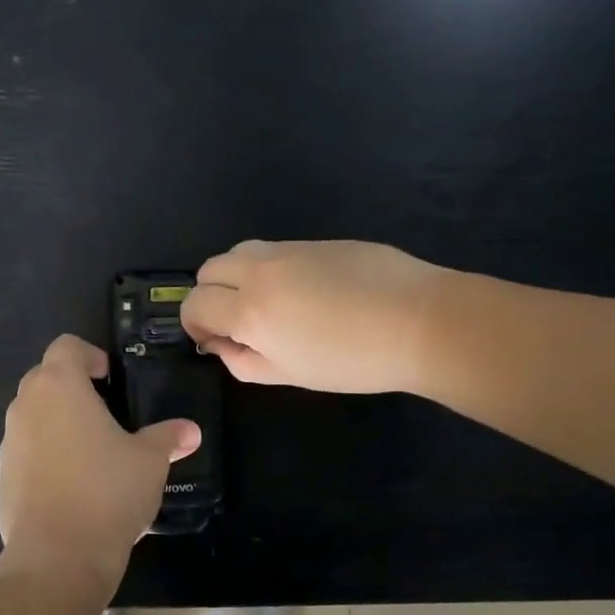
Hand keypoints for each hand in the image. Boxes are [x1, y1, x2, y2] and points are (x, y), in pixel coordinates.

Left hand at [0, 335, 200, 600]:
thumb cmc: (106, 491)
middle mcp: (26, 405)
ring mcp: (9, 442)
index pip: (66, 346)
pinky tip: (73, 485)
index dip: (90, 355)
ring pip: (33, 415)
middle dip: (73, 387)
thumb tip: (190, 431)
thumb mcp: (149, 461)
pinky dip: (46, 455)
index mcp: (59, 386)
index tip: (111, 379)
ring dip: (58, 421)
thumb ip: (167, 438)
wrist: (57, 557)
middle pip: (45, 377)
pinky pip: (26, 450)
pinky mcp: (2, 476)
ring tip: (92, 450)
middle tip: (107, 412)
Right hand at [181, 240, 443, 393]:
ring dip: (235, 276)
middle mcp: (259, 272)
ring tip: (264, 302)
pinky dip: (267, 268)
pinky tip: (301, 291)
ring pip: (237, 252)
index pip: (195, 305)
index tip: (212, 340)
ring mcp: (288, 250)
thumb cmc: (354, 361)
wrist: (420, 320)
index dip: (194, 325)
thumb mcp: (291, 375)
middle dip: (210, 296)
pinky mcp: (315, 240)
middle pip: (208, 270)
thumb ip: (244, 362)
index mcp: (249, 311)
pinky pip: (272, 249)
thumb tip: (222, 345)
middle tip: (235, 322)